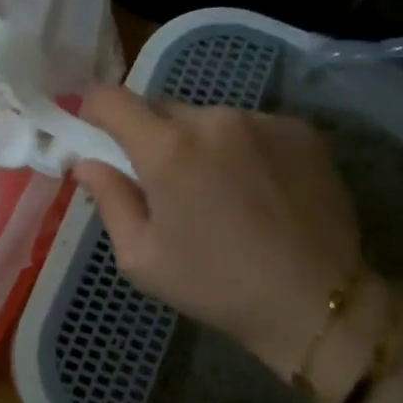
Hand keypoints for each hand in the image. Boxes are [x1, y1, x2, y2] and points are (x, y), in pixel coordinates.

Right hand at [72, 89, 378, 390]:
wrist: (316, 303)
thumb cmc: (215, 286)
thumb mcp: (142, 257)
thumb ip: (109, 199)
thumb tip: (87, 162)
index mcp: (167, 150)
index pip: (112, 100)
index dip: (93, 110)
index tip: (94, 133)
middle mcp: (214, 119)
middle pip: (161, 109)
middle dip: (150, 138)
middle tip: (162, 184)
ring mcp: (263, 120)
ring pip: (207, 119)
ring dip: (198, 144)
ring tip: (218, 193)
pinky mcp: (301, 131)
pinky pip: (250, 128)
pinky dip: (240, 148)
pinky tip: (256, 190)